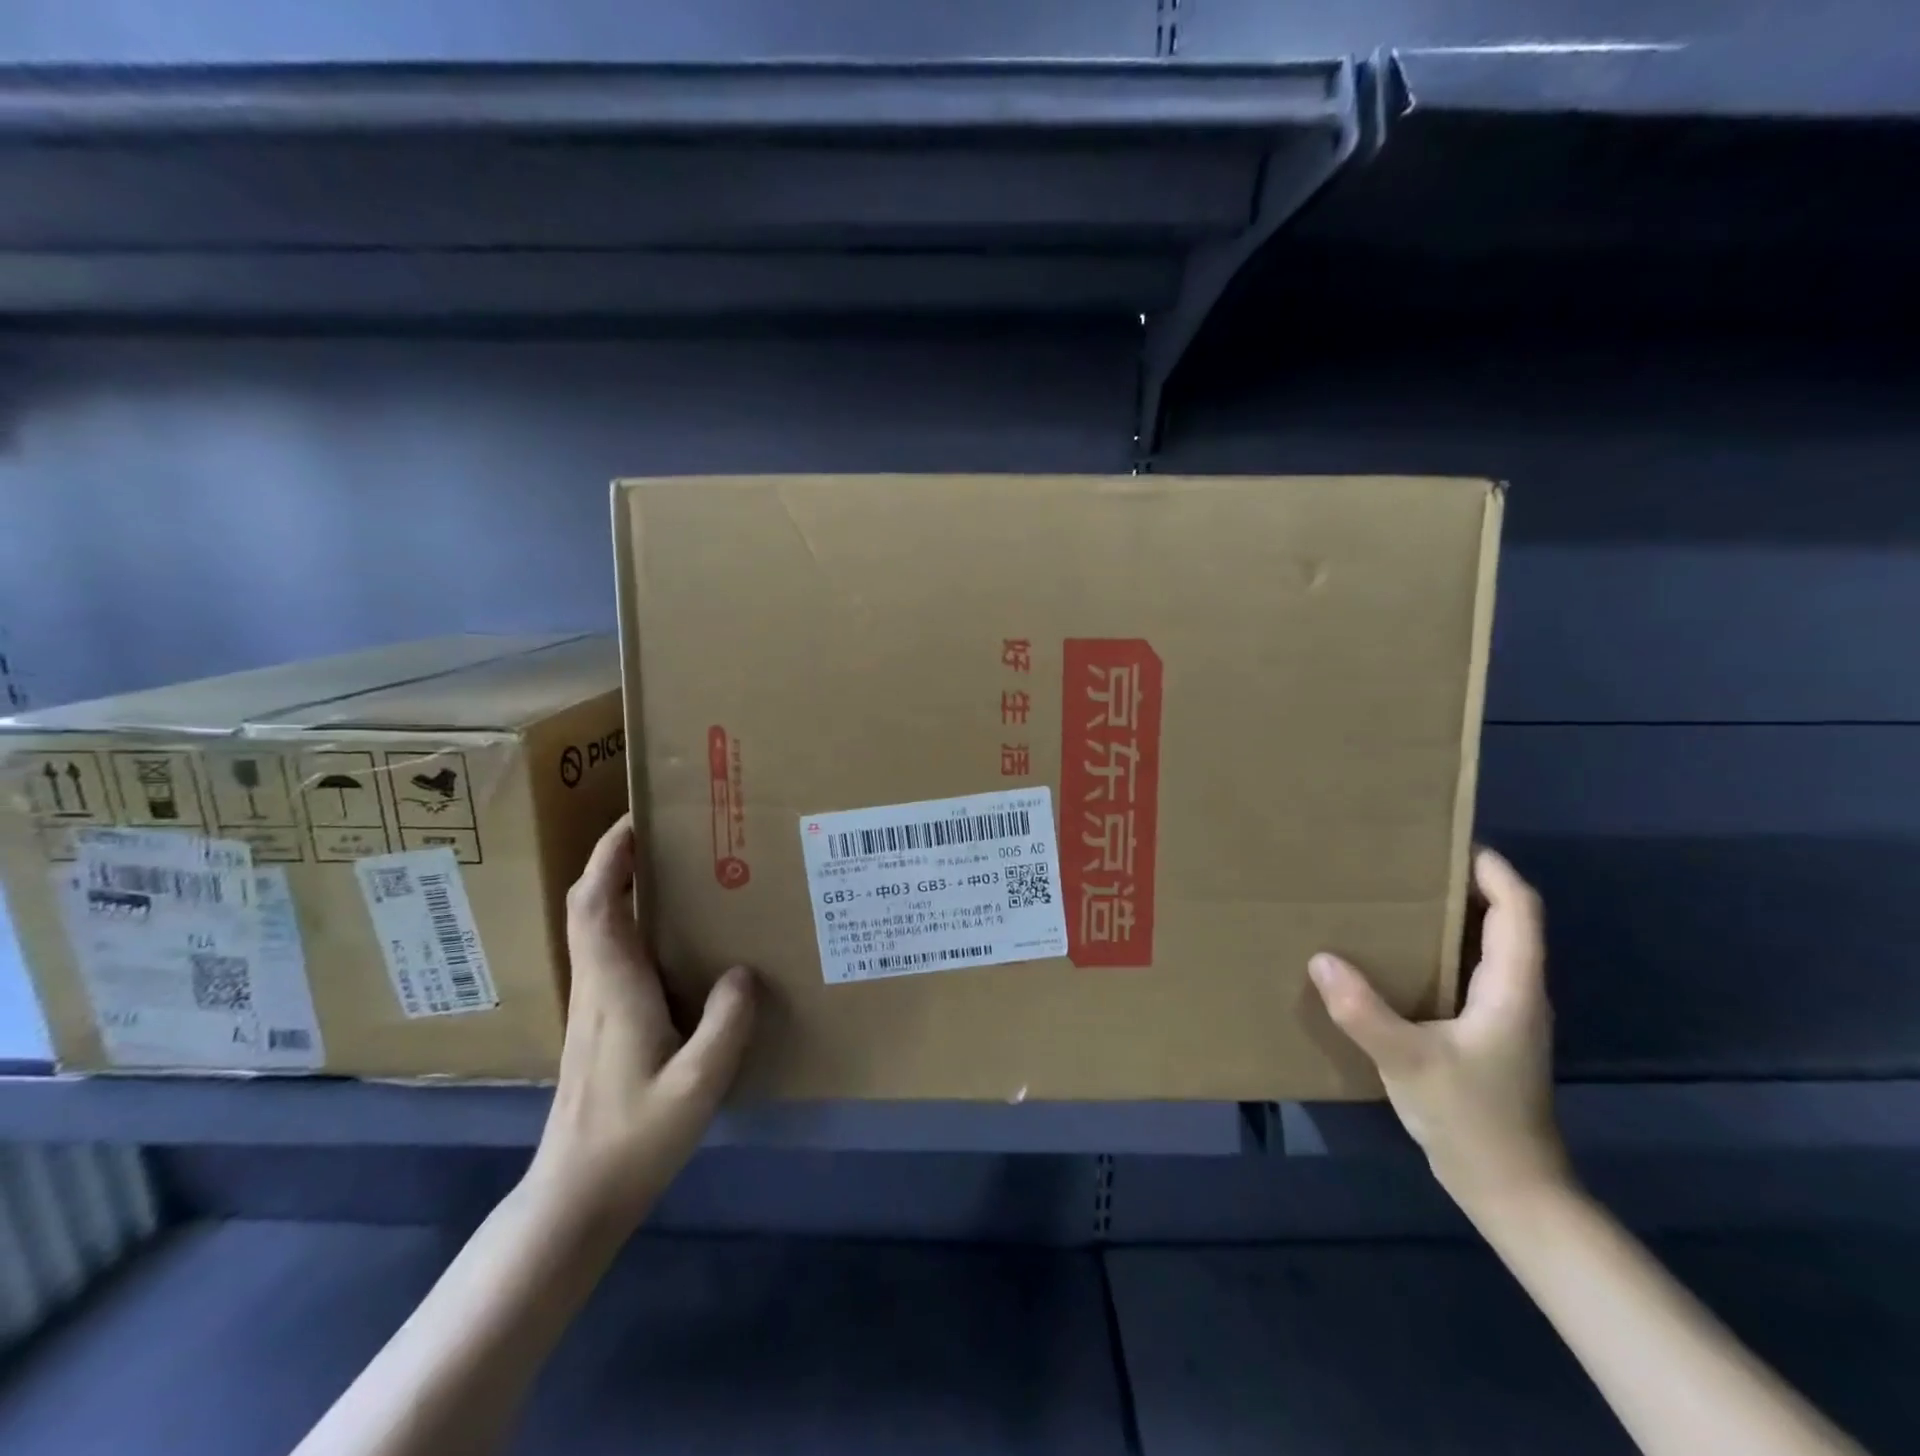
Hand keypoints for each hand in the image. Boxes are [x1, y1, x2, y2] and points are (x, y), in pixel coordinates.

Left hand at [526, 813, 755, 1235]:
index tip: (639, 816)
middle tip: (664, 834)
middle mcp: (595, 984)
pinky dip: (629, 921)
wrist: (576, 1196)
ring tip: (675, 871)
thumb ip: (725, 1023)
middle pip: (589, 903)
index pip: (596, 901)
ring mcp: (591, 1004)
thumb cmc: (633, 1137)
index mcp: (613, 986)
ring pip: (595, 926)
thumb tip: (743, 971)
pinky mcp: (598, 1022)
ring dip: (621, 886)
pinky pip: (609, 951)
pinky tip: (673, 937)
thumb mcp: (697, 1083)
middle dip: (616, 858)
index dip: (610, 854)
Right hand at [1307, 847, 1568, 1217]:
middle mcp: (1515, 993)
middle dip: (1464, 885)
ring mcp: (1503, 1017)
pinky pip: (1466, 974)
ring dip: (1450, 918)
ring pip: (1485, 948)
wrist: (1511, 1191)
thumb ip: (1363, 1010)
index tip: (1449, 840)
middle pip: (1504, 922)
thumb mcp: (1408, 1062)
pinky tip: (1395, 959)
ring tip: (1393, 899)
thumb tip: (1321, 958)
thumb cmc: (1472, 1119)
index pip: (1519, 910)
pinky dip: (1438, 951)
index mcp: (1512, 988)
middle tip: (1406, 863)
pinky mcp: (1485, 1036)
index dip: (1493, 870)